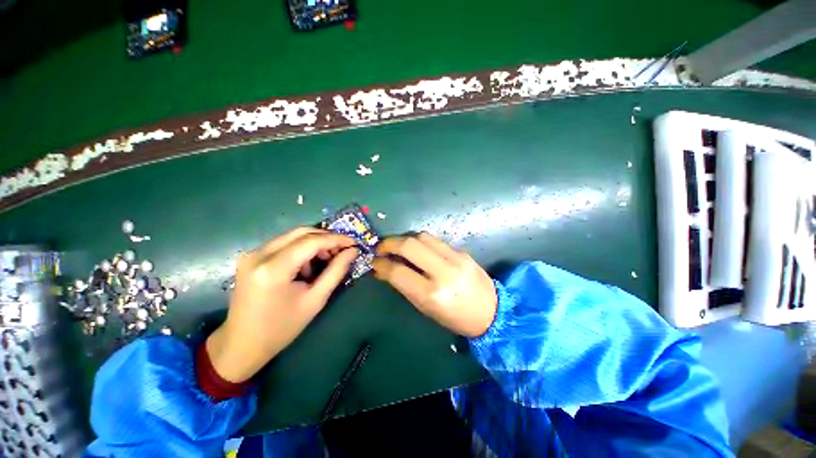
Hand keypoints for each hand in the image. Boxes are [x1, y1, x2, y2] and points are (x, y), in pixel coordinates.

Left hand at [206, 227, 357, 382]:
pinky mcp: (251, 257)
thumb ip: (336, 271)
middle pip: (301, 232)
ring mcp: (252, 254)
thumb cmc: (282, 327)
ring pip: (293, 236)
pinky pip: (283, 243)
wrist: (242, 344)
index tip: (353, 242)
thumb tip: (352, 251)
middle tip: (341, 250)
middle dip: (326, 238)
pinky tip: (306, 266)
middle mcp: (259, 254)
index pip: (311, 242)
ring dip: (313, 243)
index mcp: (274, 269)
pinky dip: (301, 248)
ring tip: (324, 261)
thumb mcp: (315, 300)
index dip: (336, 239)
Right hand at [372, 233, 497, 336]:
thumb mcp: (426, 308)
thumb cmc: (455, 318)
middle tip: (381, 248)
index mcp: (432, 294)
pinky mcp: (462, 251)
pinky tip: (417, 249)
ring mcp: (456, 258)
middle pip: (409, 245)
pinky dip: (420, 242)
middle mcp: (444, 271)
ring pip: (422, 236)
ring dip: (405, 239)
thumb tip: (385, 269)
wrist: (492, 311)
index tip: (374, 262)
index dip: (381, 264)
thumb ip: (405, 286)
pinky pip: (435, 240)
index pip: (398, 271)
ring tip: (398, 247)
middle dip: (389, 243)